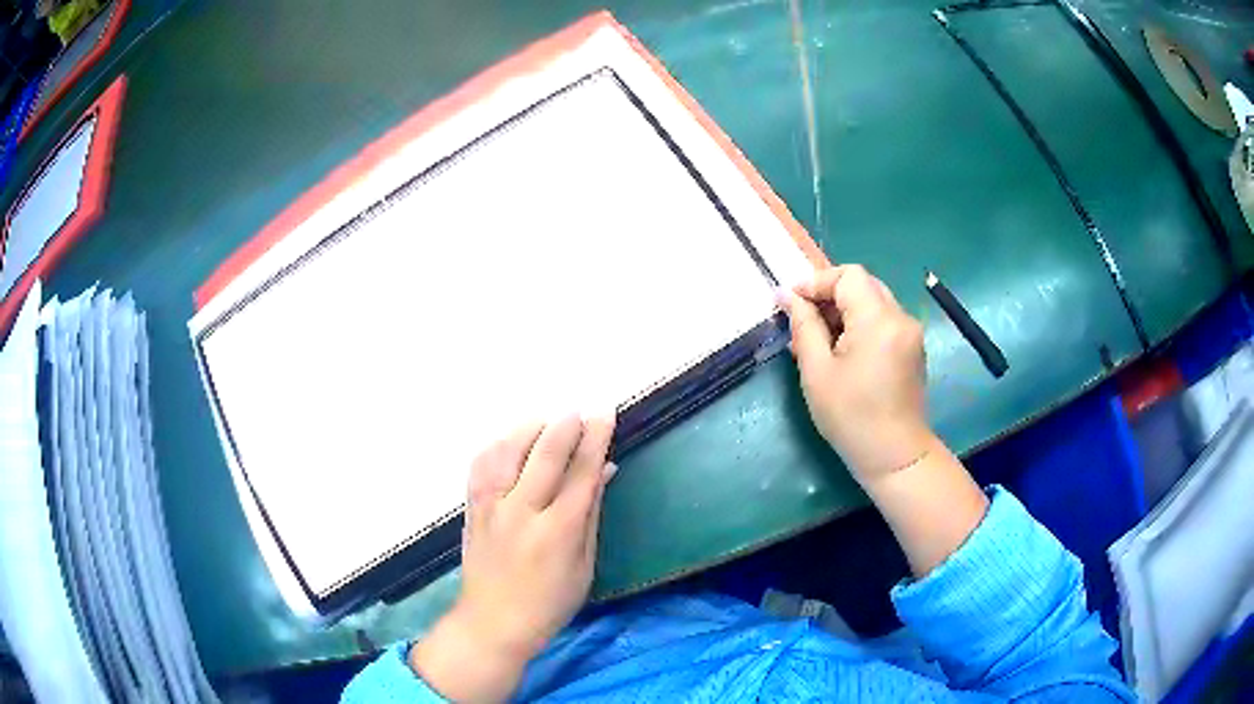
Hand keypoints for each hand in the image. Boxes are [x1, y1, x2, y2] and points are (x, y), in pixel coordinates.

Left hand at [410, 415, 615, 702]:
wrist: (493, 622)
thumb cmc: (550, 602)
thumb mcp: (584, 564)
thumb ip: (591, 512)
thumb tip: (604, 469)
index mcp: (557, 532)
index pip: (581, 472)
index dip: (595, 439)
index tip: (605, 413)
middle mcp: (522, 512)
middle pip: (545, 455)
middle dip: (566, 426)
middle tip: (580, 410)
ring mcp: (491, 508)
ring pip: (507, 451)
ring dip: (529, 429)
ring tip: (546, 423)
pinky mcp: (472, 509)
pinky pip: (481, 465)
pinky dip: (497, 445)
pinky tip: (510, 442)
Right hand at [779, 265, 934, 485]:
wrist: (895, 457)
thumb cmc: (851, 417)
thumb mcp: (817, 371)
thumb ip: (804, 326)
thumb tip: (787, 296)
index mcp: (879, 319)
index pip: (848, 276)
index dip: (817, 282)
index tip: (791, 303)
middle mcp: (900, 318)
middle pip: (863, 284)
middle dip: (830, 295)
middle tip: (804, 321)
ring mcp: (911, 333)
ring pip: (873, 302)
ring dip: (844, 311)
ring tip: (819, 341)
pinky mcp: (913, 349)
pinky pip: (883, 321)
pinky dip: (861, 325)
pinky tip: (843, 353)